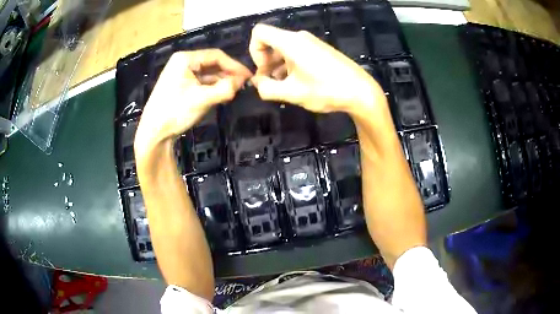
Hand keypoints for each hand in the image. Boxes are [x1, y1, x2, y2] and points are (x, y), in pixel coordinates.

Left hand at [135, 49, 251, 151]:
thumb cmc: (175, 112)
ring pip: (207, 73)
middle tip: (244, 84)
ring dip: (221, 81)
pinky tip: (222, 94)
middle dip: (228, 73)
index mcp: (185, 59)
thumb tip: (243, 81)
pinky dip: (212, 87)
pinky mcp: (180, 85)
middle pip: (212, 63)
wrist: (154, 133)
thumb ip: (225, 89)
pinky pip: (201, 81)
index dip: (234, 65)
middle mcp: (183, 62)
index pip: (216, 56)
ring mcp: (181, 74)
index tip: (249, 76)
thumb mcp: (202, 99)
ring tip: (235, 90)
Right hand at [249, 24, 382, 113]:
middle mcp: (300, 37)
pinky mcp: (320, 50)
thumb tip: (257, 82)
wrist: (361, 91)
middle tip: (271, 83)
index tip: (263, 70)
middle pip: (271, 41)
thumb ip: (267, 88)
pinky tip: (296, 83)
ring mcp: (312, 43)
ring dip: (277, 66)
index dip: (254, 51)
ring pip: (284, 49)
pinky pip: (297, 52)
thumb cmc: (326, 90)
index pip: (259, 32)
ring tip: (283, 87)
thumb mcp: (292, 93)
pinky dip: (290, 65)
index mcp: (291, 42)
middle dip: (265, 61)